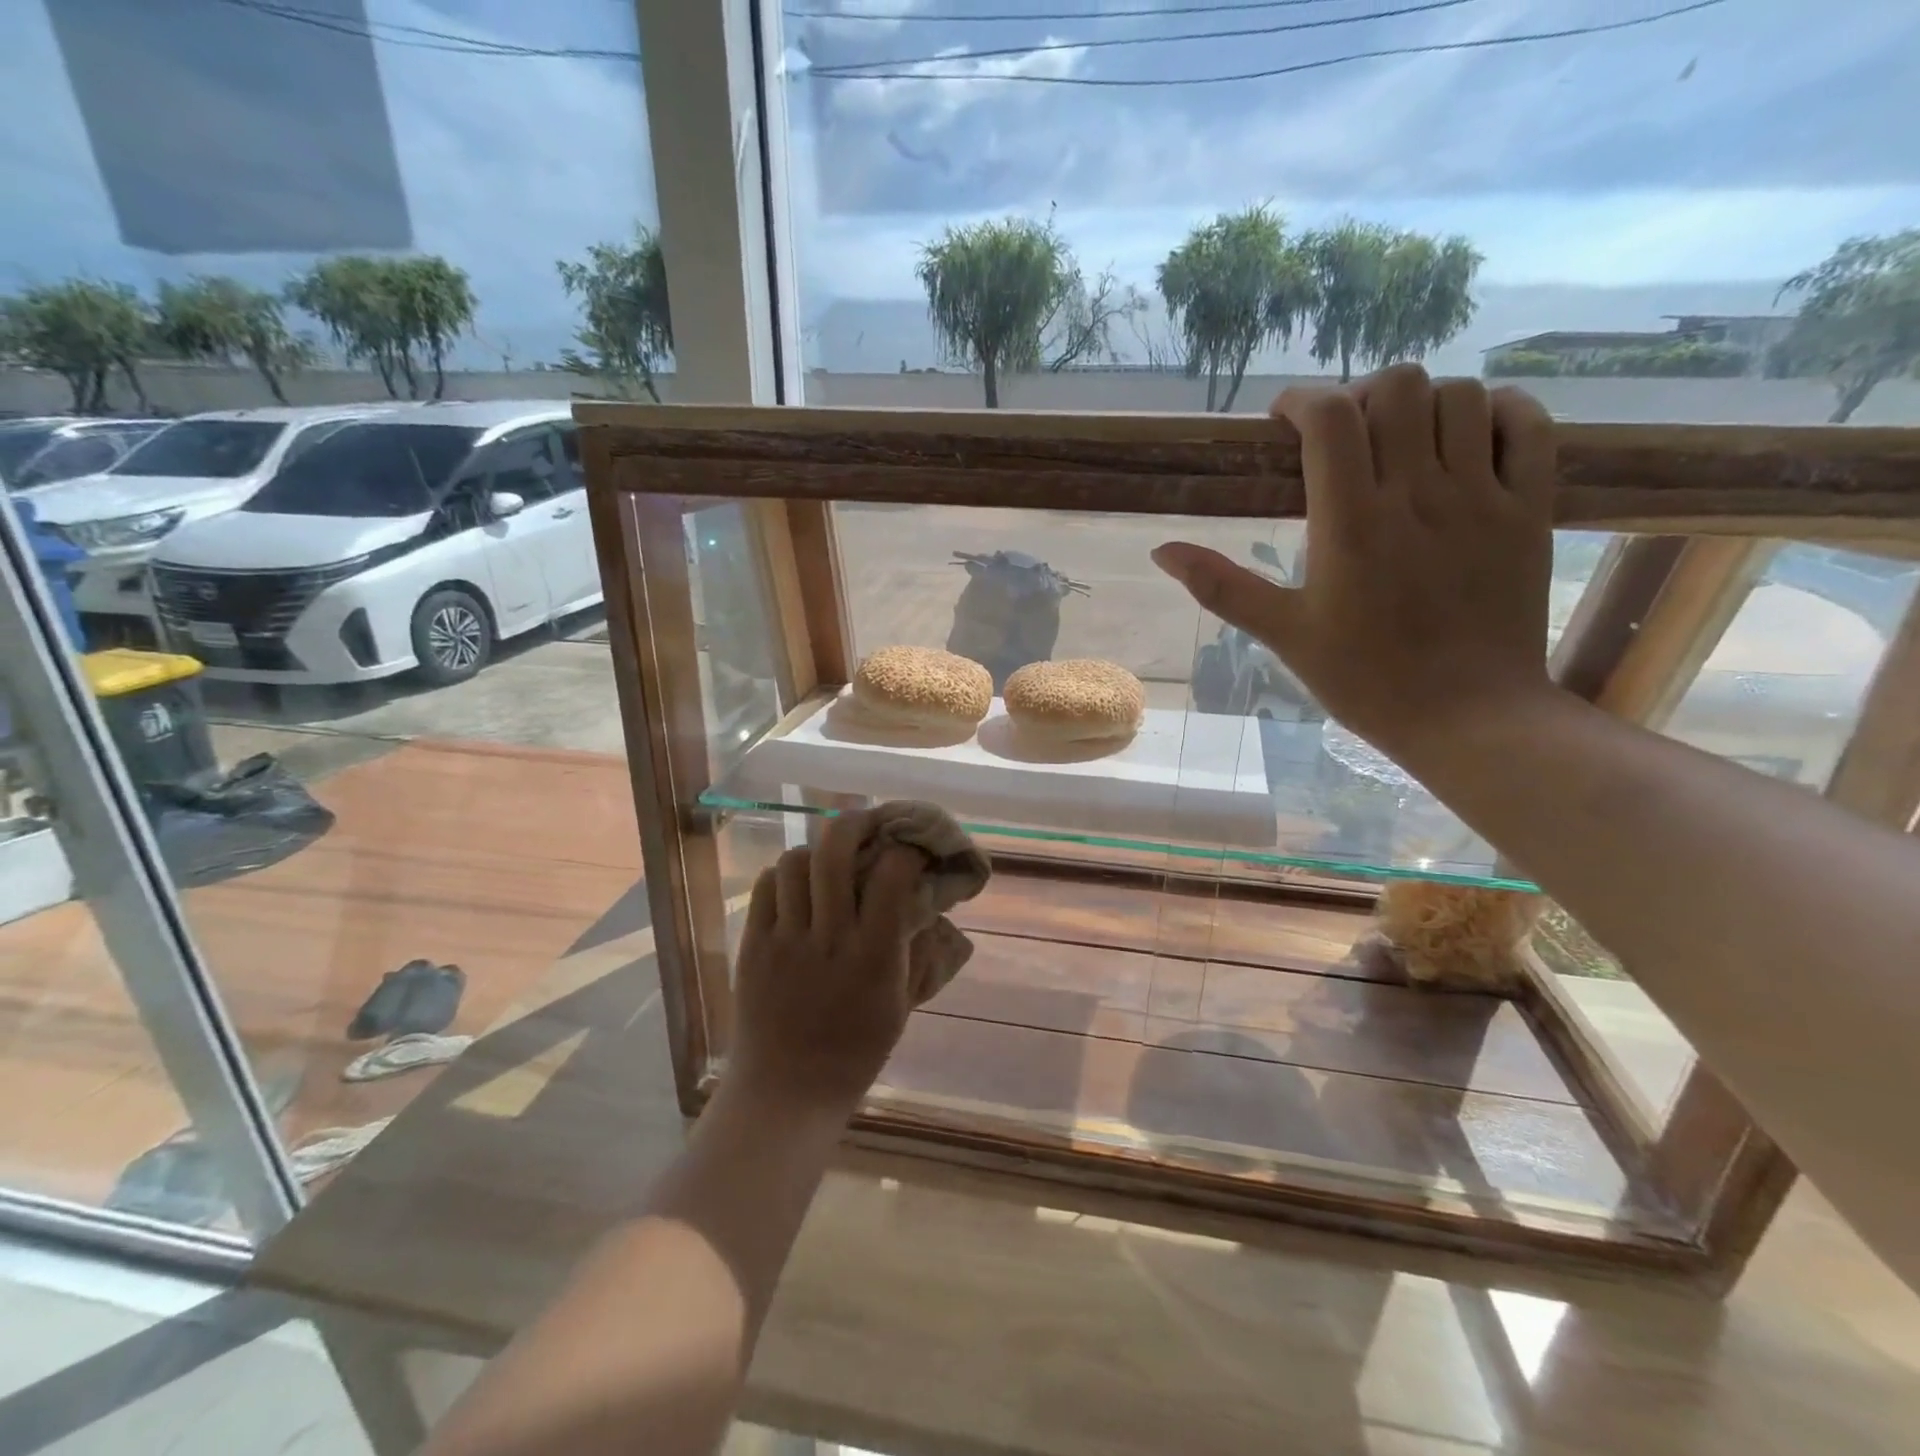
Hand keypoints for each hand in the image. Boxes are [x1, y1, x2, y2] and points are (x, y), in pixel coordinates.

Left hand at [730, 810, 927, 1111]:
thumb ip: (916, 953)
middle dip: (853, 823)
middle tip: (865, 821)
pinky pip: (764, 888)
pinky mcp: (752, 946)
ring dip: (815, 852)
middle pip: (834, 852)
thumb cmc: (854, 1054)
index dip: (904, 850)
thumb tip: (928, 907)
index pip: (890, 875)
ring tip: (826, 861)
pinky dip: (782, 876)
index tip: (910, 848)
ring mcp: (785, 940)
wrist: (785, 1094)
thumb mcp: (900, 1007)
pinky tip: (796, 887)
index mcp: (873, 956)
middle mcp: (828, 938)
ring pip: (794, 863)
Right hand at [1153, 365, 1558, 759]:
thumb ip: (1222, 586)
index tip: (1284, 420)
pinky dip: (1497, 410)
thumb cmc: (1365, 680)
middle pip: (1397, 387)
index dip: (1301, 401)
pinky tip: (1469, 435)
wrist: (1468, 717)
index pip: (1330, 418)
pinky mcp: (1530, 509)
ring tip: (1400, 438)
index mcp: (1351, 524)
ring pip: (1459, 396)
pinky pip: (1527, 424)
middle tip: (1342, 432)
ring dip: (1422, 402)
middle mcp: (1418, 494)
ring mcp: (1482, 497)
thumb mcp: (1283, 634)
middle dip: (1360, 394)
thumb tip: (1161, 551)